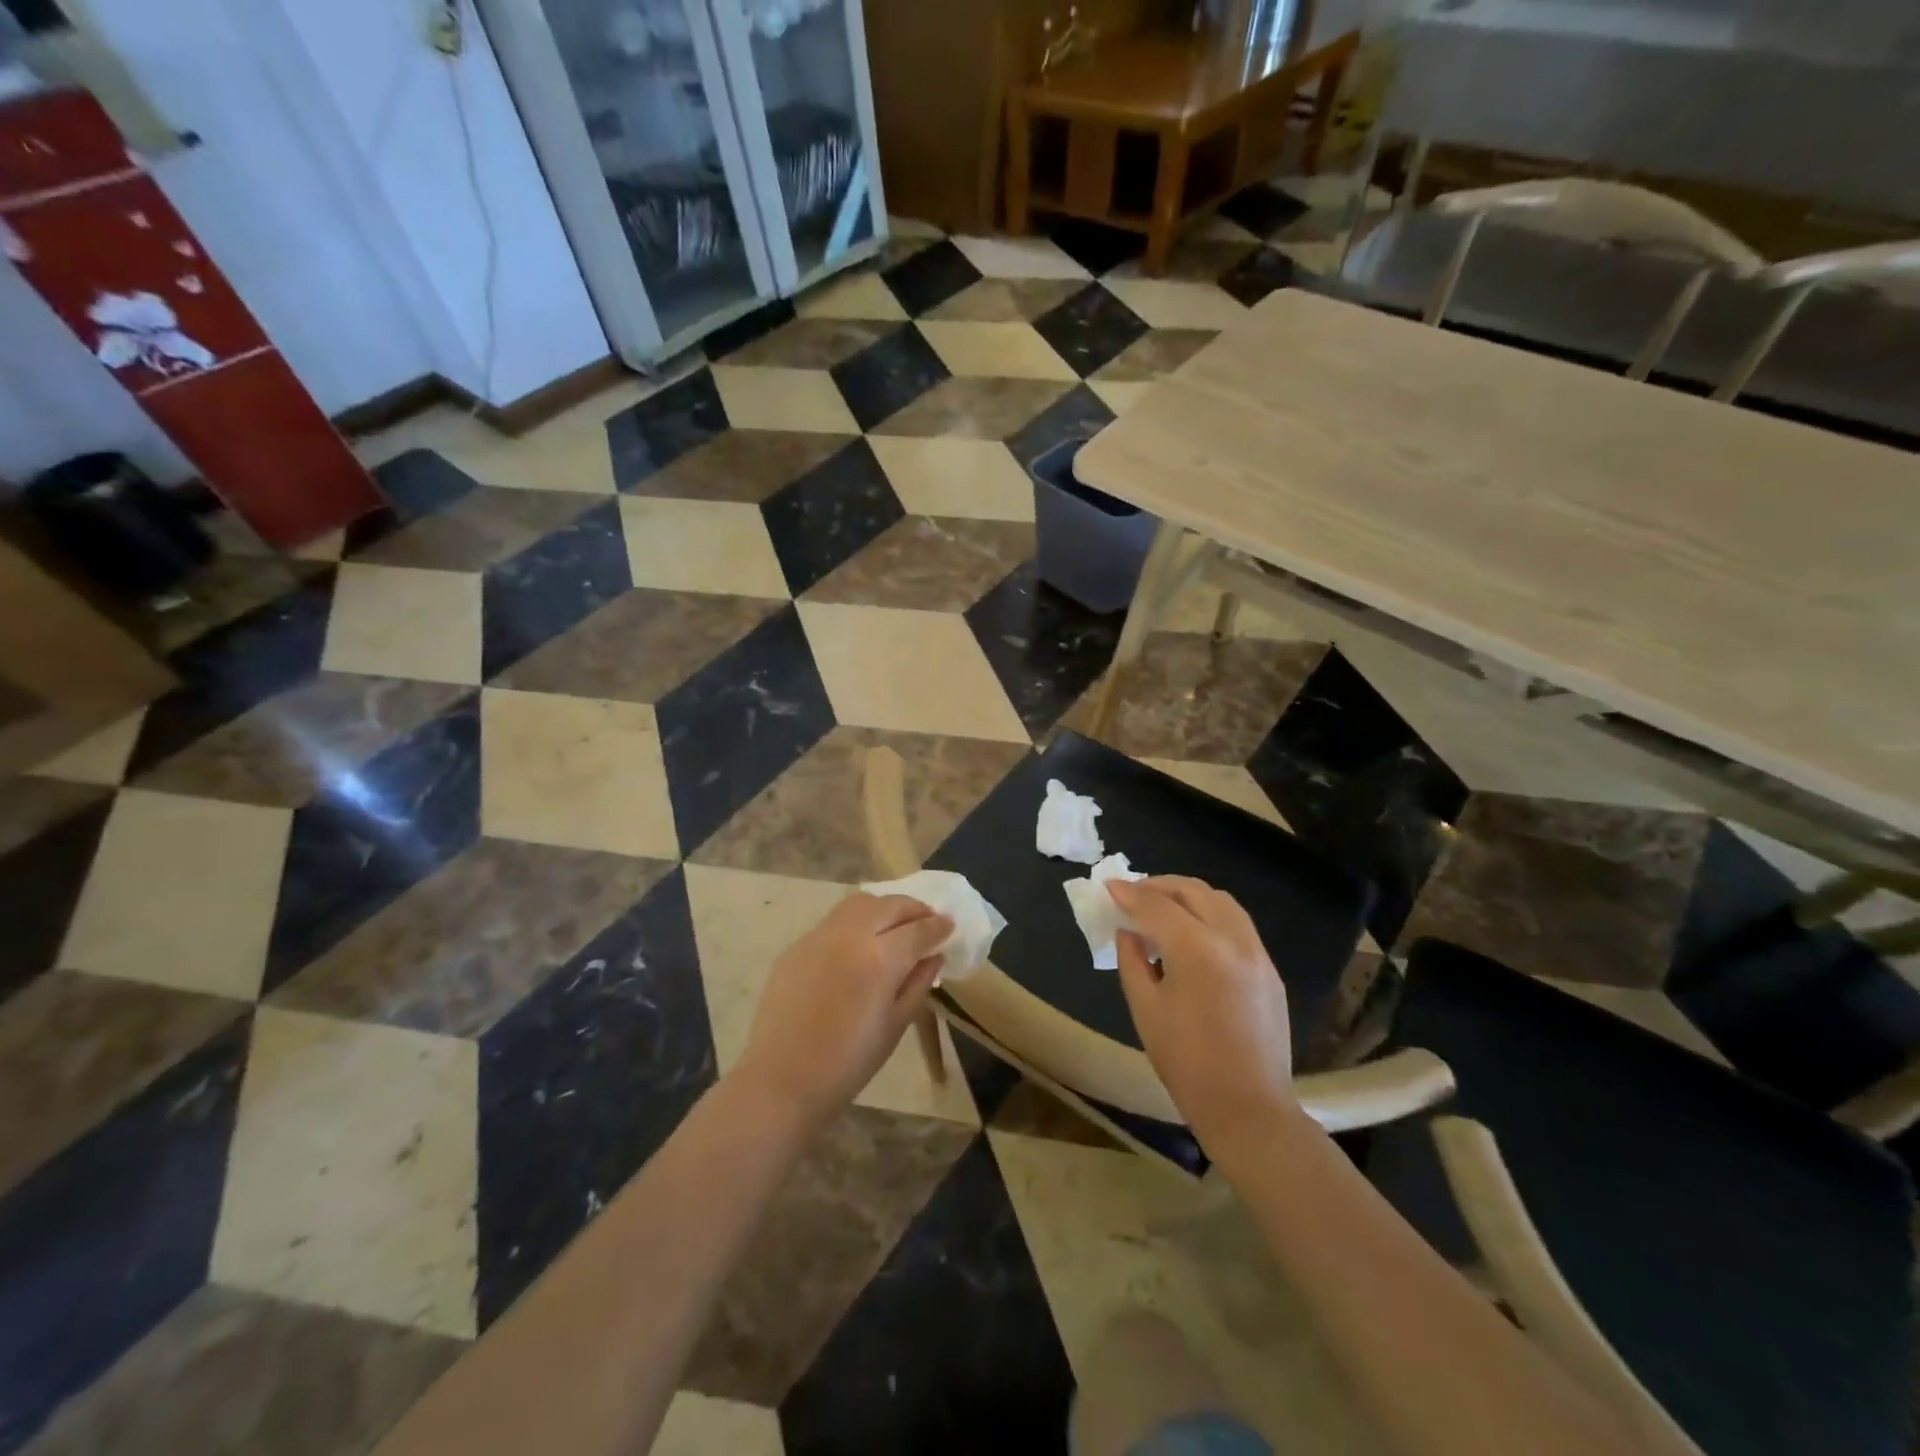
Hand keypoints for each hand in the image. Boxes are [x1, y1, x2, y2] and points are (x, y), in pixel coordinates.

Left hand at [733, 893, 951, 1132]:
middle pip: (889, 905)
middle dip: (914, 909)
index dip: (938, 926)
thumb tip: (934, 956)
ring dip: (883, 909)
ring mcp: (819, 936)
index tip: (950, 926)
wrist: (782, 1081)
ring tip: (894, 927)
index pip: (918, 929)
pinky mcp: (796, 946)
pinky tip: (858, 947)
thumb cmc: (849, 1063)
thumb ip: (918, 983)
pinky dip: (855, 924)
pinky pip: (833, 922)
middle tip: (927, 922)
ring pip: (859, 904)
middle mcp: (850, 935)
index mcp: (880, 958)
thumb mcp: (896, 1025)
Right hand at [1109, 876, 1297, 1154]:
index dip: (1128, 893)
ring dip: (1188, 896)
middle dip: (1159, 885)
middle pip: (1193, 890)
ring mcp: (1257, 952)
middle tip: (1134, 894)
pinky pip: (1237, 924)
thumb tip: (1129, 930)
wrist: (1248, 1108)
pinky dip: (1210, 915)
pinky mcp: (1269, 968)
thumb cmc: (1186, 1063)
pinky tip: (1192, 935)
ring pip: (1221, 901)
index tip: (1108, 887)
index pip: (1156, 905)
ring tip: (1163, 908)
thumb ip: (1133, 959)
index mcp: (1197, 949)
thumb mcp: (1145, 1008)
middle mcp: (1232, 939)